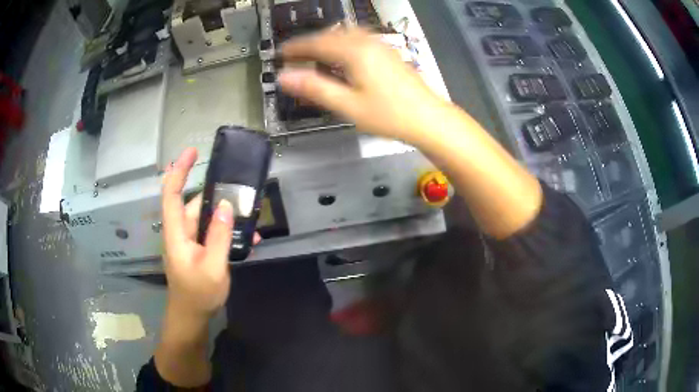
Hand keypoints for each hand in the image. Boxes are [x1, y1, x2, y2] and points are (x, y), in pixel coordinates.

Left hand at [161, 148, 232, 318]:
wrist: (192, 317)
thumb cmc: (198, 294)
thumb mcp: (213, 266)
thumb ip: (220, 236)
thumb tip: (228, 205)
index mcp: (177, 232)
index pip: (172, 193)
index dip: (179, 170)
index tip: (193, 152)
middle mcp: (181, 232)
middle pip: (195, 204)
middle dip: (217, 196)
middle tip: (243, 192)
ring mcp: (190, 241)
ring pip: (208, 219)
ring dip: (228, 217)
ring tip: (253, 219)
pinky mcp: (199, 250)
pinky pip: (213, 233)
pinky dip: (228, 232)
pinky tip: (249, 239)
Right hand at [278, 27, 445, 142]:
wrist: (428, 118)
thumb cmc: (388, 115)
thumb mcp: (347, 105)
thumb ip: (314, 88)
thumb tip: (284, 77)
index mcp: (354, 52)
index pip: (317, 43)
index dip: (296, 47)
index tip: (280, 52)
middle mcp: (367, 43)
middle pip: (332, 35)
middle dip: (310, 42)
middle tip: (294, 54)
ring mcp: (381, 46)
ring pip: (346, 34)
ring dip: (327, 40)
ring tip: (314, 52)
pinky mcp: (389, 53)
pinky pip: (359, 39)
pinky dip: (343, 42)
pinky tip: (342, 54)